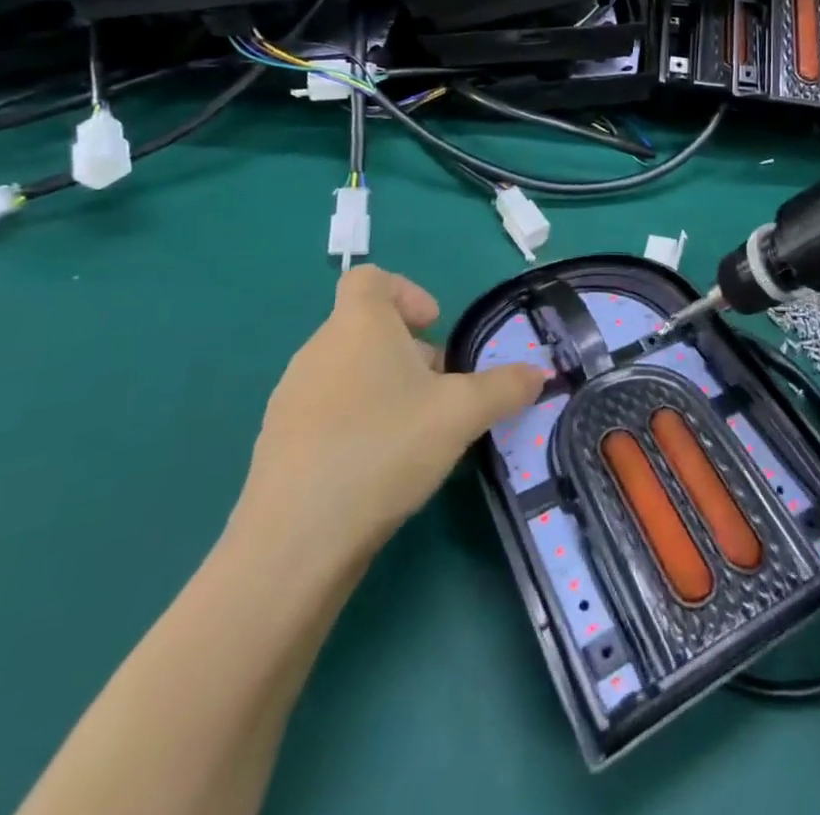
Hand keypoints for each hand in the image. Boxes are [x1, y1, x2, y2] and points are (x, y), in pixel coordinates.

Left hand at [229, 268, 546, 576]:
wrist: (294, 542)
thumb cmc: (383, 448)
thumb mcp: (461, 414)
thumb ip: (505, 387)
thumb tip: (540, 373)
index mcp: (357, 324)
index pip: (370, 278)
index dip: (407, 292)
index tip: (435, 326)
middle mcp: (318, 349)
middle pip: (367, 328)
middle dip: (410, 351)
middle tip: (443, 389)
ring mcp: (291, 397)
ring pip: (349, 372)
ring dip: (386, 388)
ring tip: (418, 431)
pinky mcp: (279, 443)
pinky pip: (327, 412)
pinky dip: (358, 423)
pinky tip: (381, 468)